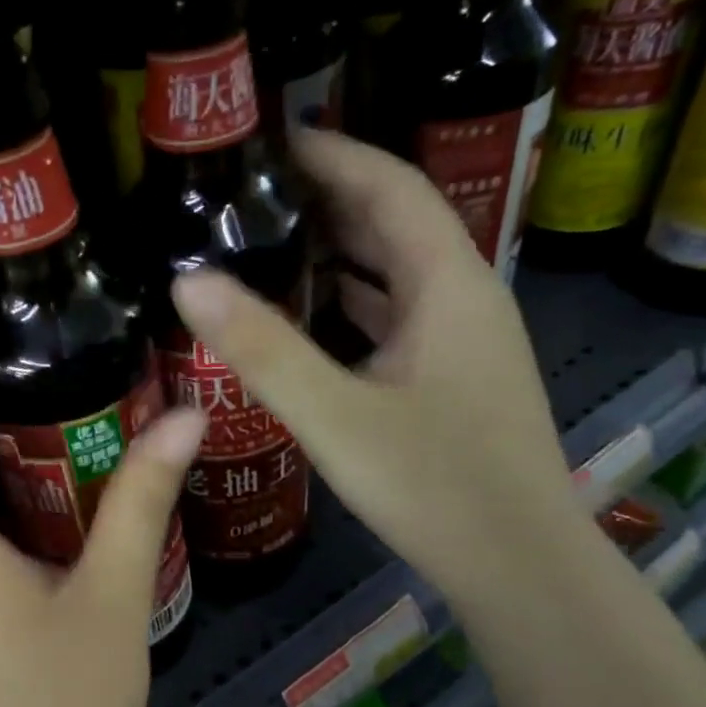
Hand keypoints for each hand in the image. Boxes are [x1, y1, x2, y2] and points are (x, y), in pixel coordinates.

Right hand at [173, 130, 591, 606]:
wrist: (518, 567)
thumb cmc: (434, 486)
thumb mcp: (335, 415)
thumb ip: (261, 348)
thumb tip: (187, 279)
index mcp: (448, 285)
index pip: (391, 186)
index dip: (333, 153)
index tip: (267, 140)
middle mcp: (463, 297)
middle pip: (396, 222)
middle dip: (328, 195)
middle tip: (251, 191)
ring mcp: (461, 340)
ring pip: (395, 271)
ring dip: (339, 247)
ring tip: (268, 238)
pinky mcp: (449, 376)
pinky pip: (395, 314)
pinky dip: (350, 299)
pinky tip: (308, 312)